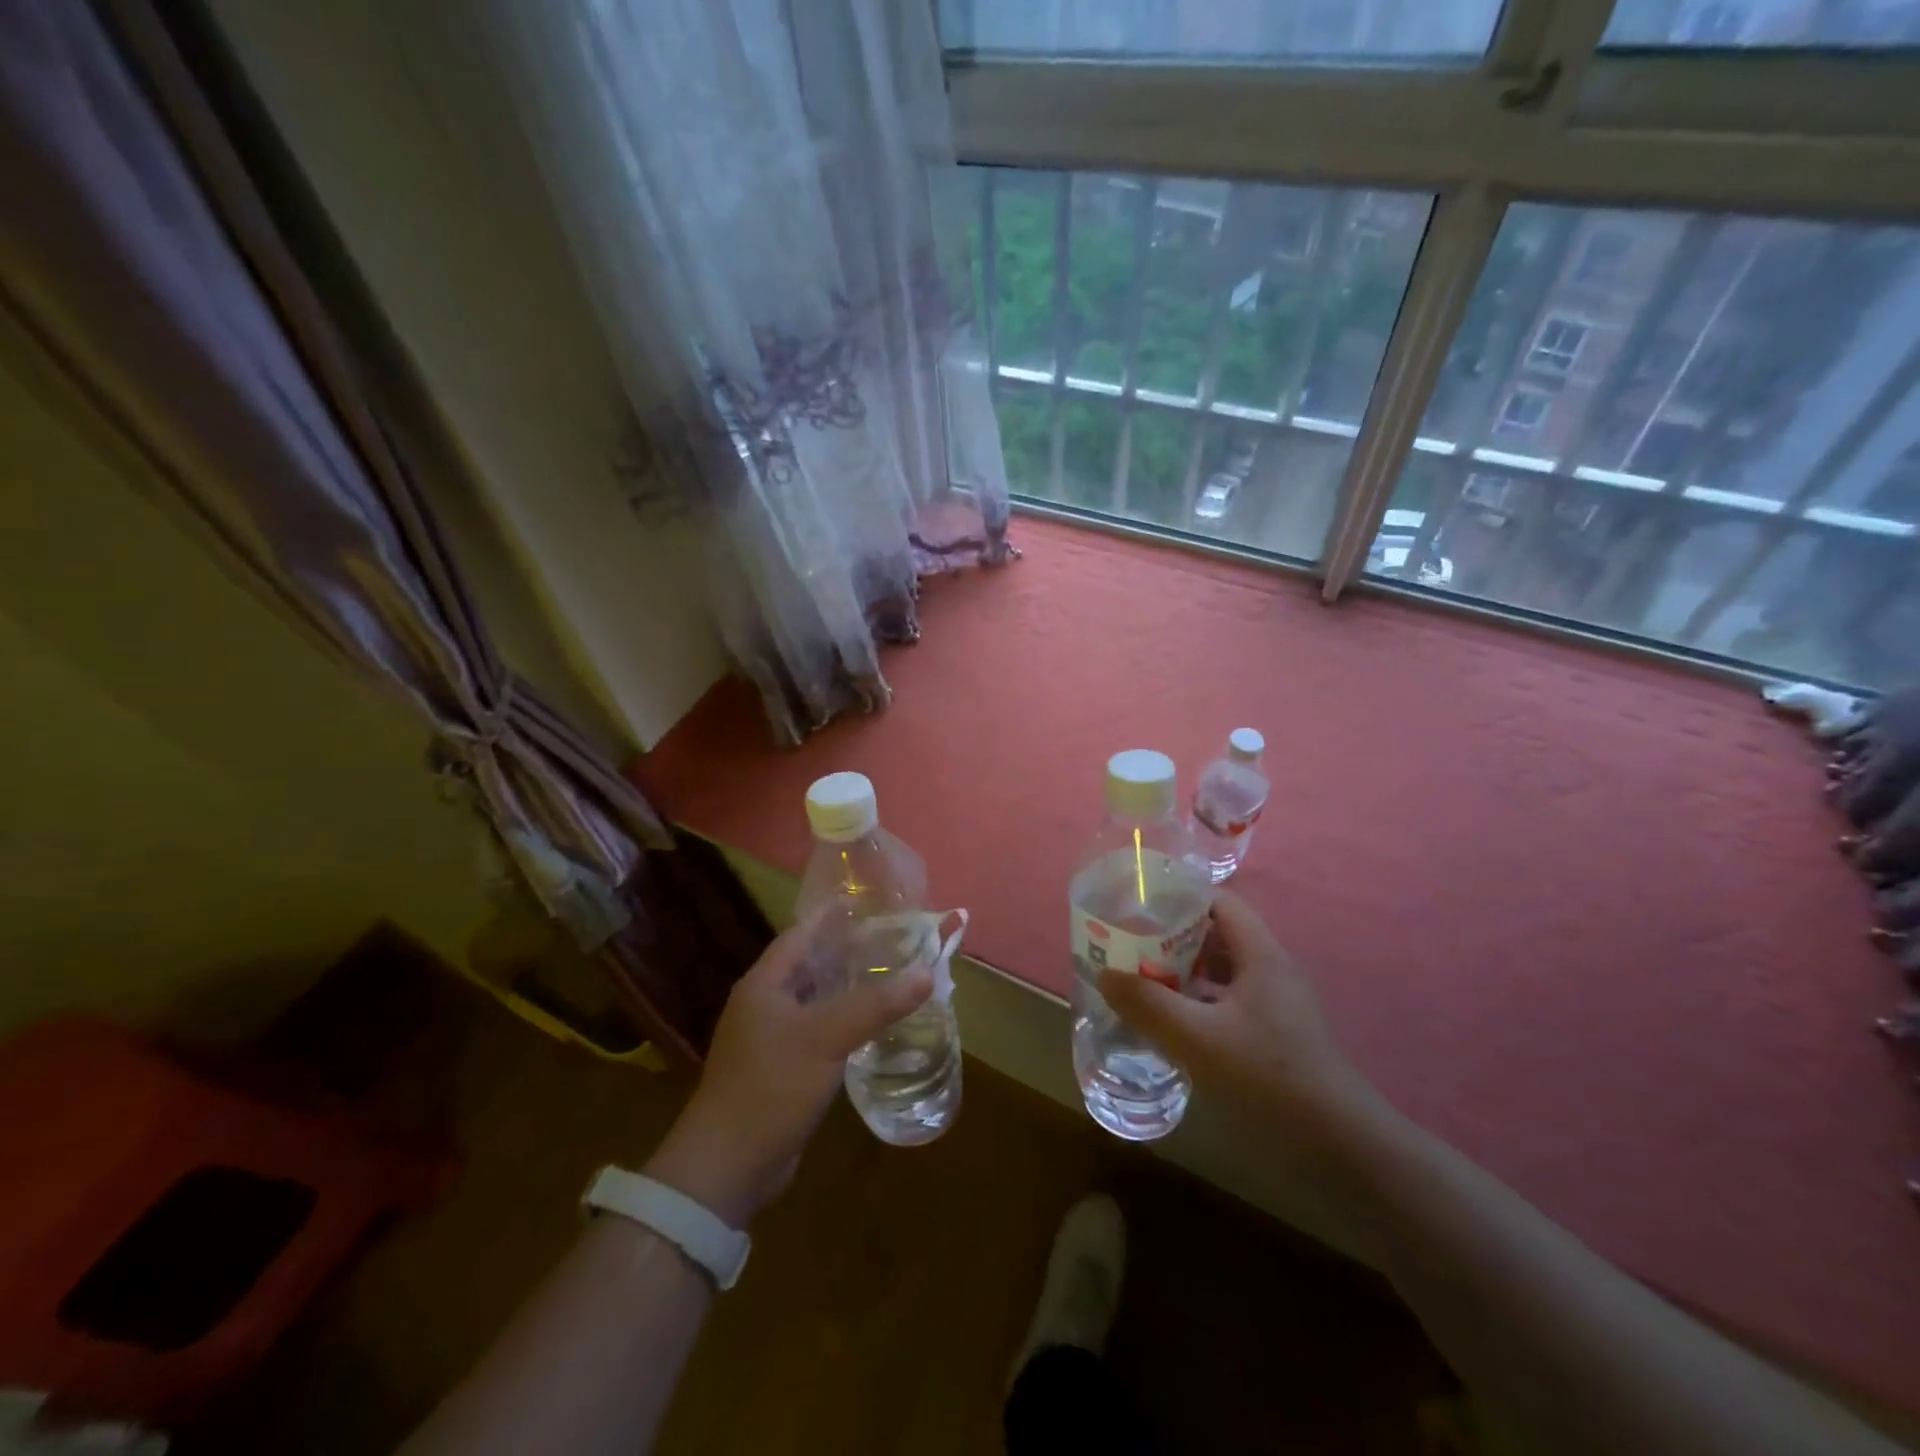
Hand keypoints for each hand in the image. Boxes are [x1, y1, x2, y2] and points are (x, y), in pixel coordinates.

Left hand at [645, 917, 931, 1227]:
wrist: (728, 1168)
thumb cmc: (771, 1087)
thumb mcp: (826, 1038)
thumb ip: (875, 1003)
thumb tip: (926, 972)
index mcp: (764, 984)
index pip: (801, 934)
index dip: (834, 917)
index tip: (872, 904)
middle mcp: (764, 1005)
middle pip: (810, 965)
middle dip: (848, 952)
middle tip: (894, 941)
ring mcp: (771, 1039)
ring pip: (817, 1001)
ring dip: (849, 989)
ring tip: (892, 977)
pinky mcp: (782, 1070)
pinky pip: (818, 1033)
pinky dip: (844, 1023)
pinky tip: (873, 1026)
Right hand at [1097, 892, 1384, 1151]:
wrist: (1340, 1147)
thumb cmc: (1268, 1077)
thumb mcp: (1196, 1038)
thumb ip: (1148, 1004)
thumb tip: (1105, 974)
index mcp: (1260, 955)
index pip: (1219, 902)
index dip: (1180, 898)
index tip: (1139, 908)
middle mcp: (1271, 971)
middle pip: (1217, 936)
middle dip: (1172, 938)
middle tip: (1129, 946)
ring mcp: (1276, 1006)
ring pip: (1221, 973)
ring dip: (1183, 974)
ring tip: (1140, 981)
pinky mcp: (1276, 1036)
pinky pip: (1228, 1004)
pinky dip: (1198, 1005)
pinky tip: (1172, 1026)